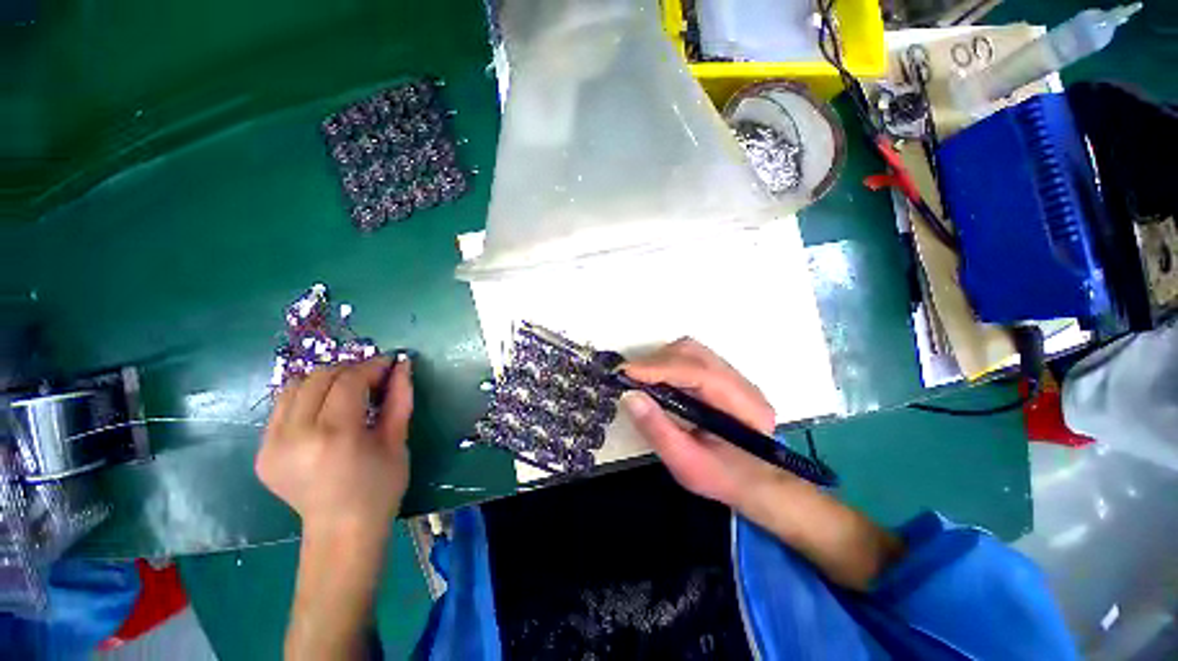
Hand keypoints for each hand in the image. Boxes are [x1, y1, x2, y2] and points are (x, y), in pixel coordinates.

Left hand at [257, 355, 413, 538]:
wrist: (341, 531)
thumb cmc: (381, 487)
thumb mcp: (397, 440)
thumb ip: (399, 398)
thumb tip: (402, 364)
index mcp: (334, 436)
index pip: (348, 381)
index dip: (371, 366)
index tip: (390, 363)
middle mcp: (294, 436)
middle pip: (318, 378)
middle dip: (349, 369)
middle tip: (373, 376)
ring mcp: (271, 445)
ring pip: (294, 387)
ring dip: (326, 380)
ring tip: (349, 390)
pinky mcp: (261, 452)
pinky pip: (283, 407)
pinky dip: (308, 398)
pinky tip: (327, 410)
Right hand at [623, 339, 902, 589]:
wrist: (757, 483)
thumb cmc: (724, 477)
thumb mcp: (687, 464)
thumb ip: (658, 429)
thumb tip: (629, 396)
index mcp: (743, 405)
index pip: (698, 373)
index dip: (659, 369)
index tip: (626, 373)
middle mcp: (742, 383)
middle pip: (694, 353)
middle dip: (656, 362)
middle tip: (629, 378)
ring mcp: (734, 377)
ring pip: (692, 351)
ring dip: (661, 360)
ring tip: (640, 379)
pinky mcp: (723, 377)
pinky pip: (691, 358)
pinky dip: (668, 364)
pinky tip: (656, 380)